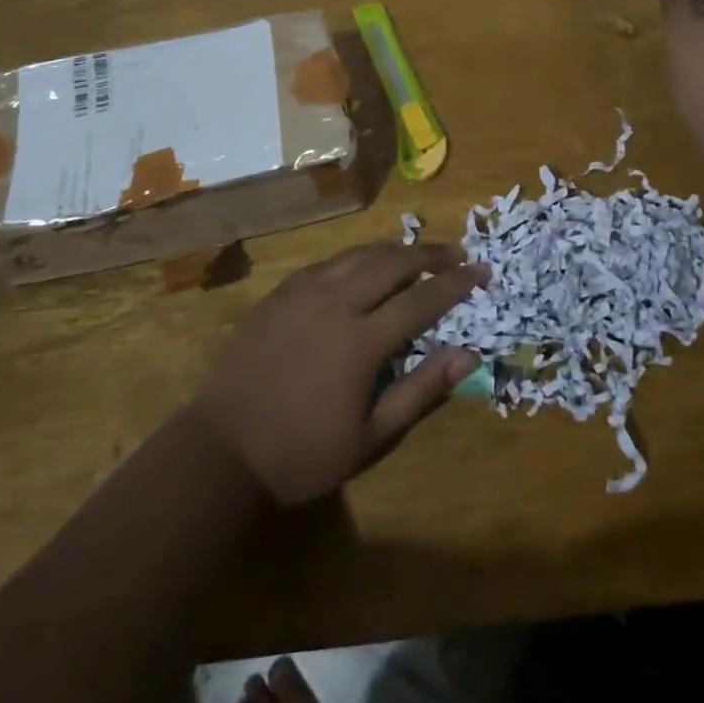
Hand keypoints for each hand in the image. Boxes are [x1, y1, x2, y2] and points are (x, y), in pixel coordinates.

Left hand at [188, 242, 488, 504]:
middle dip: (429, 254)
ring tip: (415, 254)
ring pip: (358, 254)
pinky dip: (355, 258)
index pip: (422, 299)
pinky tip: (361, 266)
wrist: (222, 449)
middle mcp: (336, 301)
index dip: (456, 283)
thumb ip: (420, 390)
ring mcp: (303, 291)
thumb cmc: (301, 452)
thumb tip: (468, 355)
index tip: (481, 271)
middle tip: (455, 254)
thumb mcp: (370, 436)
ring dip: (393, 250)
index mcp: (362, 339)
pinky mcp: (279, 293)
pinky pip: (327, 262)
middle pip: (392, 262)